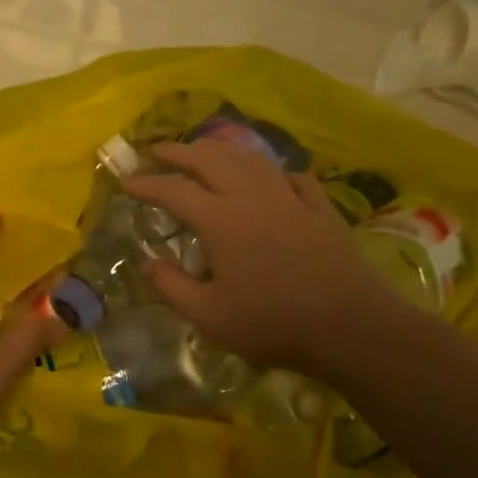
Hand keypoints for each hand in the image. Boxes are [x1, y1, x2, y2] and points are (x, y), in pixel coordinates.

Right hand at [121, 139, 403, 377]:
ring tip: (202, 151)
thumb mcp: (210, 316)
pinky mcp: (319, 208)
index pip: (173, 190)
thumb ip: (172, 287)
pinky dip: (271, 171)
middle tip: (156, 152)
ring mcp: (289, 198)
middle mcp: (251, 197)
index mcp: (220, 220)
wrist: (351, 327)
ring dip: (219, 150)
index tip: (125, 182)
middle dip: (178, 151)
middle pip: (209, 159)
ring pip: (249, 159)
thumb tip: (146, 264)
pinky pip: (291, 177)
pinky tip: (269, 177)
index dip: (146, 183)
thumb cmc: (274, 324)